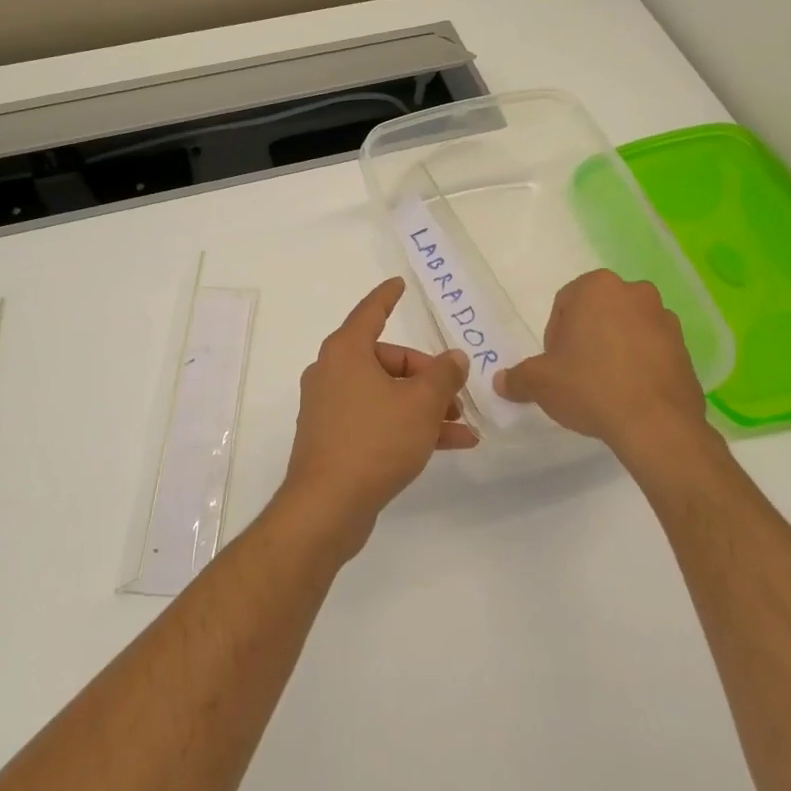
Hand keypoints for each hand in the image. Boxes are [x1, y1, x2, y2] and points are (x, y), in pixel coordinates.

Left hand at [276, 278, 474, 559]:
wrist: (327, 506)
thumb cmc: (374, 440)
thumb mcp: (420, 404)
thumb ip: (443, 376)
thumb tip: (454, 358)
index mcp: (346, 352)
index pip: (370, 312)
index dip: (388, 296)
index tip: (399, 284)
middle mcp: (332, 373)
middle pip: (386, 360)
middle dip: (426, 376)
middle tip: (456, 396)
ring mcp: (330, 407)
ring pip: (385, 394)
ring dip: (424, 407)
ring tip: (462, 426)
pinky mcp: (334, 438)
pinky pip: (377, 420)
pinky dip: (407, 426)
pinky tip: (448, 445)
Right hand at [494, 269, 715, 483]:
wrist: (656, 424)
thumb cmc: (590, 387)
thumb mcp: (540, 383)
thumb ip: (518, 378)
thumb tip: (501, 382)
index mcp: (597, 287)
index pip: (565, 303)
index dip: (556, 334)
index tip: (557, 363)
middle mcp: (635, 292)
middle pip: (598, 312)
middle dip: (587, 336)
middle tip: (577, 372)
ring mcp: (665, 319)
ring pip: (627, 328)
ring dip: (615, 348)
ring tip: (606, 385)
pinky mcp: (685, 347)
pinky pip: (652, 349)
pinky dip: (640, 363)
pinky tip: (630, 393)